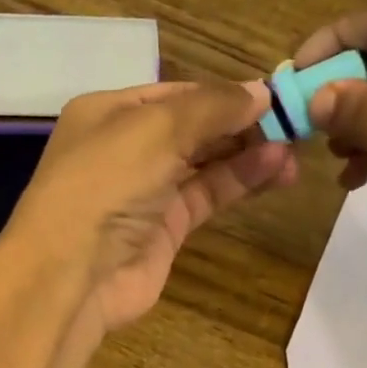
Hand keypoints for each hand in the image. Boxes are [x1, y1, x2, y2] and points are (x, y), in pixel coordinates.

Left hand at [0, 80, 297, 333]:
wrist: (72, 275)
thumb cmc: (105, 184)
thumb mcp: (156, 129)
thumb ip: (212, 107)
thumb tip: (261, 92)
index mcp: (109, 112)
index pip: (177, 93)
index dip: (224, 93)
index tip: (274, 95)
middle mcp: (125, 148)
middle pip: (193, 127)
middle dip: (240, 124)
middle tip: (294, 124)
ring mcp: (145, 191)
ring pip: (204, 162)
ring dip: (247, 153)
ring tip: (293, 150)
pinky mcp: (164, 229)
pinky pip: (207, 195)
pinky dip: (238, 182)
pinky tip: (273, 170)